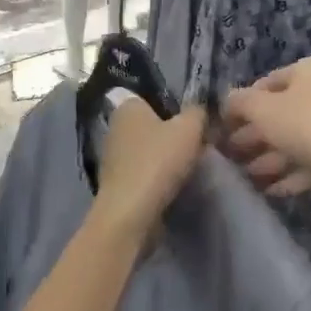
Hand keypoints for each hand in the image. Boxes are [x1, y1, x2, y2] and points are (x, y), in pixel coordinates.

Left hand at [91, 99, 208, 236]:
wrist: (131, 212)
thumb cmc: (158, 160)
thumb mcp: (190, 128)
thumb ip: (197, 112)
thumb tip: (199, 109)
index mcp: (127, 106)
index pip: (153, 97)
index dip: (175, 108)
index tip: (194, 123)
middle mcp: (114, 126)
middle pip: (151, 125)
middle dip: (171, 135)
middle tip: (197, 145)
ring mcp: (112, 156)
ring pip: (147, 150)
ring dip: (164, 158)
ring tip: (188, 168)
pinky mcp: (115, 182)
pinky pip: (142, 172)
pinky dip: (155, 177)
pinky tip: (172, 185)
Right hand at [219, 56, 310, 198]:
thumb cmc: (308, 125)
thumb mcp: (262, 110)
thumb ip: (239, 103)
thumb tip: (227, 101)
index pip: (268, 82)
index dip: (243, 105)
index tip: (224, 127)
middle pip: (285, 112)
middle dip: (256, 136)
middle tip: (233, 154)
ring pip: (301, 138)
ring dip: (272, 157)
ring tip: (248, 176)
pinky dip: (294, 172)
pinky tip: (273, 190)